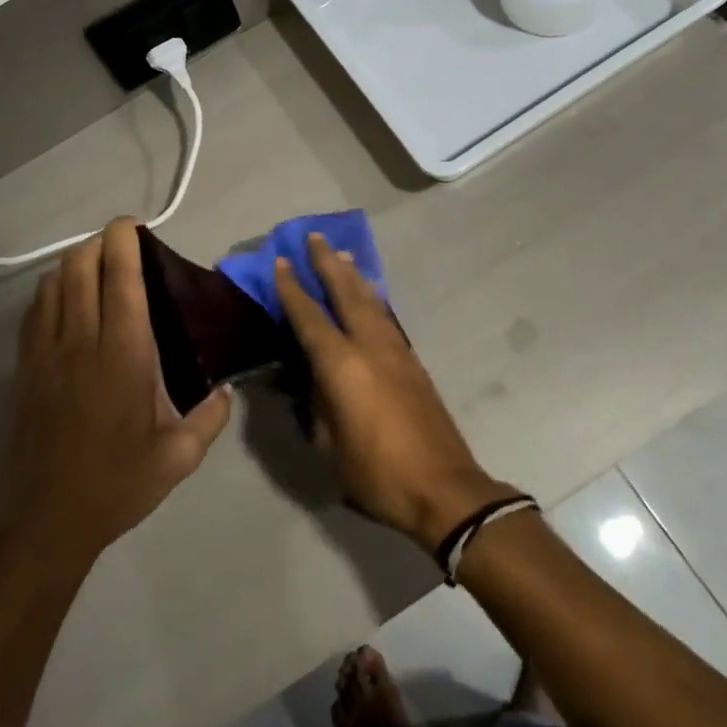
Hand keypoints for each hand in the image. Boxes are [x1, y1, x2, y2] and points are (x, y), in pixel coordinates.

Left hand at [0, 218, 231, 565]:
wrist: (47, 520)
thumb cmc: (118, 484)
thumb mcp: (180, 457)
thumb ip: (211, 417)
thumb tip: (226, 390)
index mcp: (124, 354)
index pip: (119, 278)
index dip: (123, 241)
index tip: (134, 225)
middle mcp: (81, 341)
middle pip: (79, 267)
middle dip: (98, 242)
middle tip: (121, 244)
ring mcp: (46, 352)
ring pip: (53, 283)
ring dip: (74, 262)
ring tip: (96, 265)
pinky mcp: (26, 367)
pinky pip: (35, 310)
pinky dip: (52, 289)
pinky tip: (66, 299)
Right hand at [275, 233, 517, 551]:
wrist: (444, 488)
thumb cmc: (377, 473)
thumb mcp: (329, 445)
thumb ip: (317, 404)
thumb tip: (311, 378)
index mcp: (342, 366)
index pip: (310, 317)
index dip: (292, 289)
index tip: (282, 261)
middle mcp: (370, 347)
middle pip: (346, 293)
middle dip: (328, 264)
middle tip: (314, 237)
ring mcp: (396, 351)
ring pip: (371, 301)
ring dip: (354, 275)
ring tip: (342, 254)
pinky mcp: (413, 362)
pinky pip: (386, 317)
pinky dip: (373, 298)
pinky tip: (370, 294)